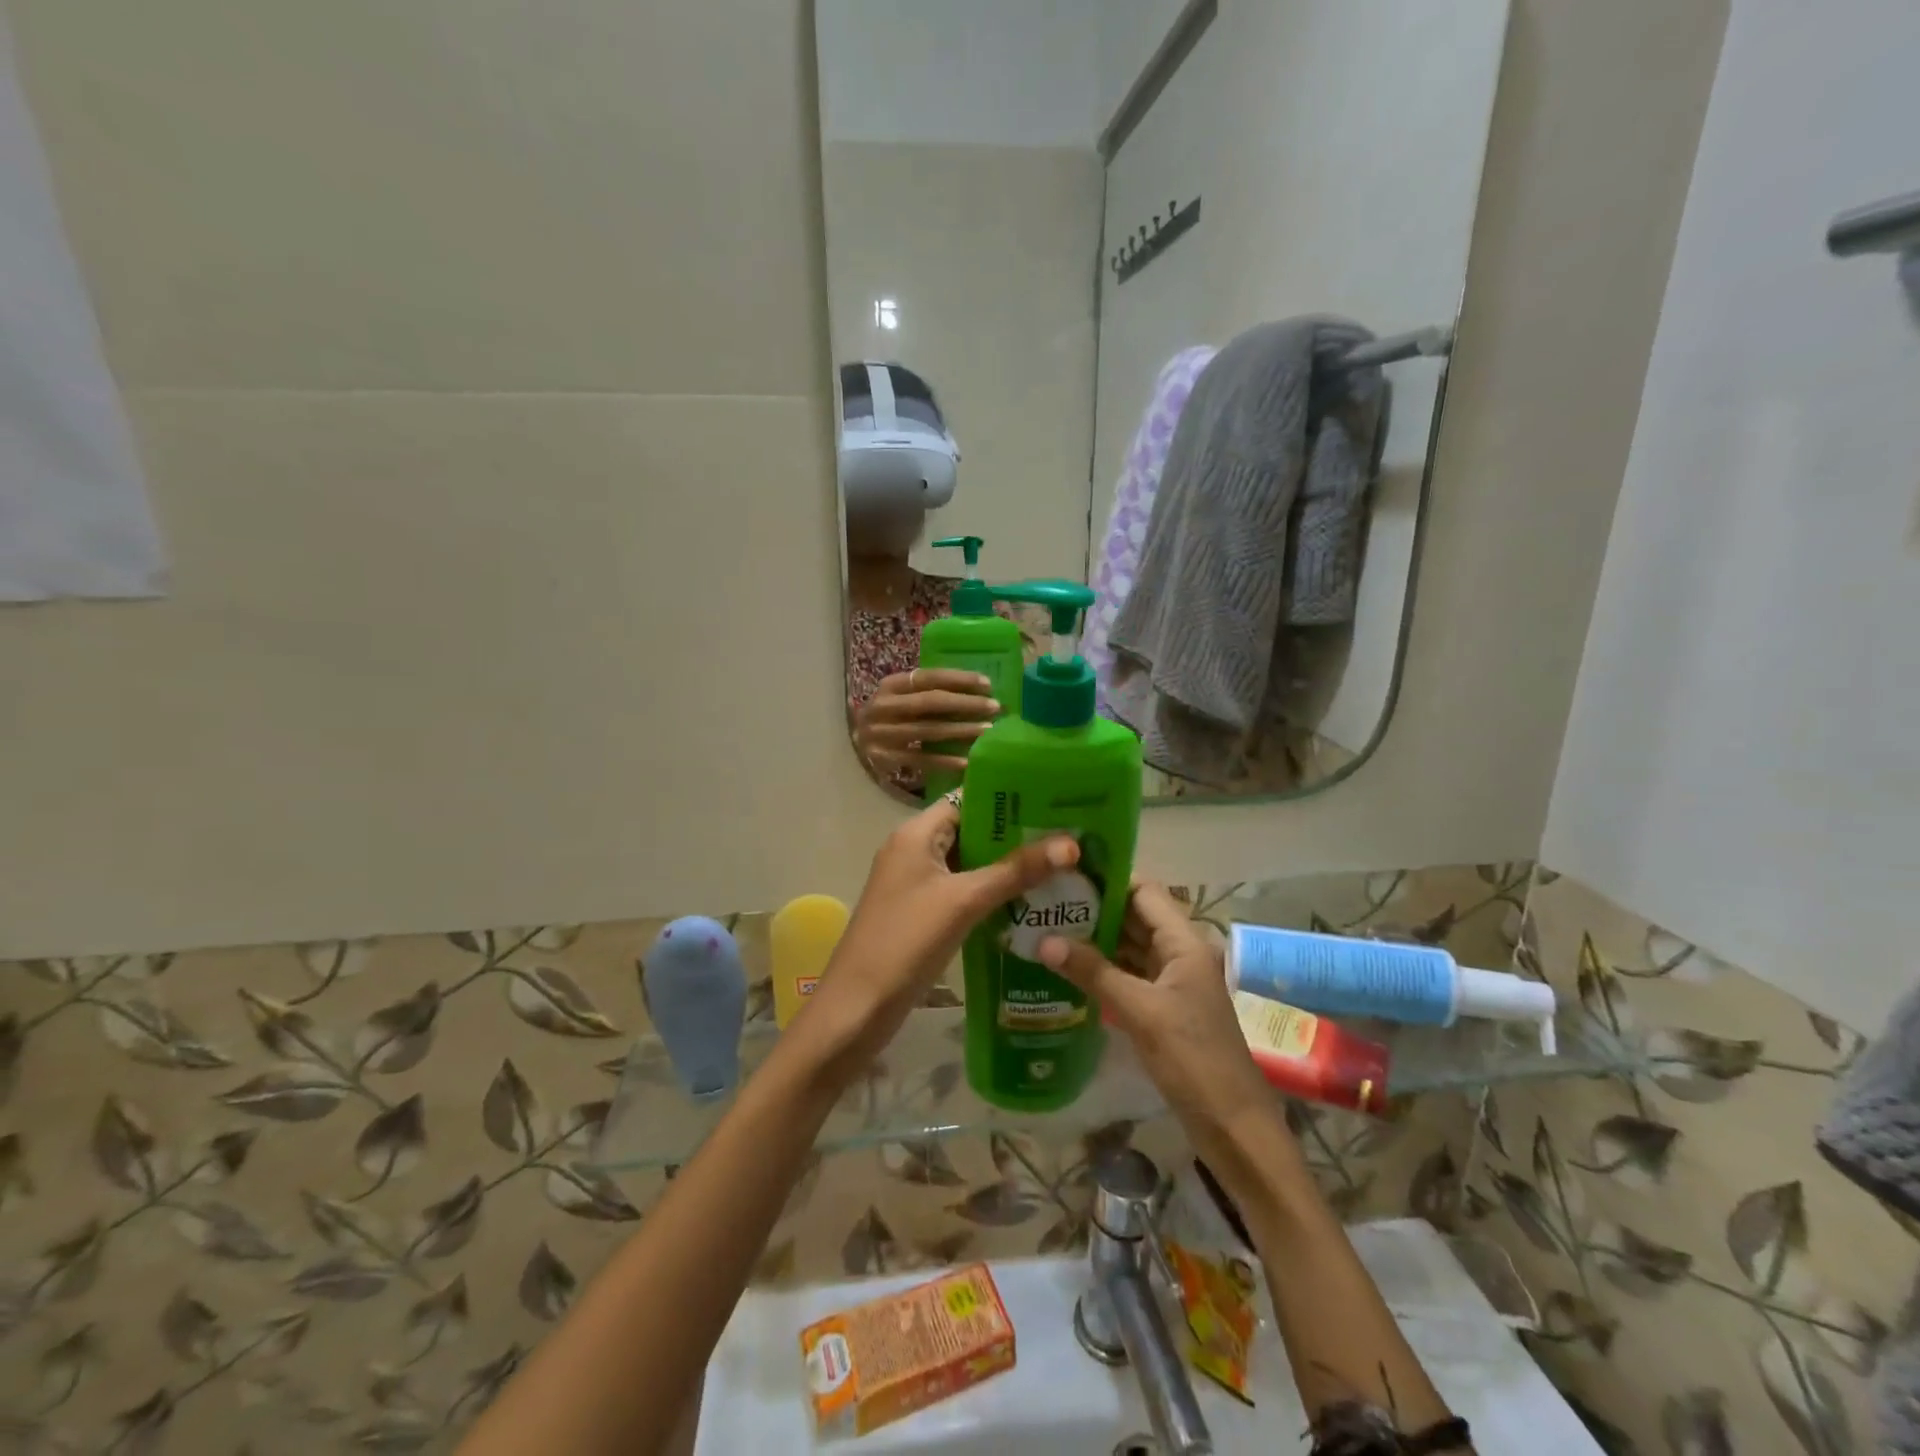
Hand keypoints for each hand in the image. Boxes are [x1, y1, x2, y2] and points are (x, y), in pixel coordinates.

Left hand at [810, 794, 1076, 1067]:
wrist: (857, 1008)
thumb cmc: (906, 942)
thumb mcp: (963, 901)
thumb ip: (1015, 871)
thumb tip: (1071, 844)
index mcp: (916, 834)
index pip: (968, 800)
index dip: (1009, 800)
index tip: (1055, 805)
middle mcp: (913, 851)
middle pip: (971, 831)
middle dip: (1016, 836)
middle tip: (1068, 838)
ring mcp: (916, 885)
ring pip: (969, 865)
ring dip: (1007, 868)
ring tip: (1061, 868)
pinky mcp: (921, 915)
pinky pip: (963, 893)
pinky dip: (992, 894)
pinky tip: (1030, 904)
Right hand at [854, 669, 999, 780]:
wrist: (857, 742)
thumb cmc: (890, 715)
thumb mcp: (901, 697)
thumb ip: (927, 692)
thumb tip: (976, 691)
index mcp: (890, 685)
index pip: (928, 677)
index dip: (958, 679)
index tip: (987, 683)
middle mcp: (883, 707)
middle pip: (930, 703)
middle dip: (966, 704)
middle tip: (994, 707)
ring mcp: (882, 734)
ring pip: (928, 731)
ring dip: (961, 731)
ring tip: (987, 732)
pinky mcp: (885, 759)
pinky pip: (920, 759)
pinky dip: (945, 761)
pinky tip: (967, 761)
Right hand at [1039, 882, 1273, 1160]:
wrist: (1233, 1126)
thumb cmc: (1193, 1059)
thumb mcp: (1140, 1012)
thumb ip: (1093, 972)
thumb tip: (1044, 940)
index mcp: (1185, 943)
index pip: (1144, 892)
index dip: (1109, 880)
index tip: (1066, 874)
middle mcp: (1180, 954)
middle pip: (1135, 917)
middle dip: (1095, 909)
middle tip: (1046, 902)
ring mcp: (1172, 982)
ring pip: (1130, 947)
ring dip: (1096, 939)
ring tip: (1048, 928)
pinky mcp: (1163, 1008)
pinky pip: (1129, 975)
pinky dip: (1102, 969)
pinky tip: (1068, 968)